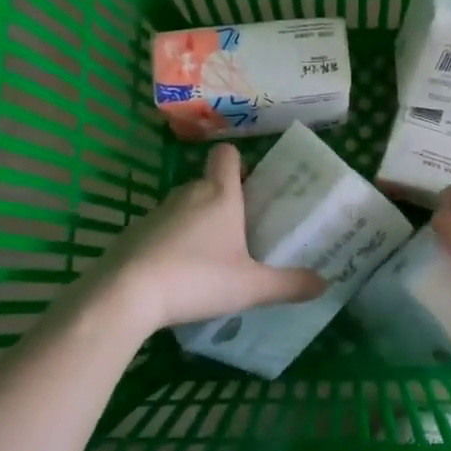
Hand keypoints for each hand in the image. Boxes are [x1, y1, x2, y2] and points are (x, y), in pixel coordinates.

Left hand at [83, 144, 325, 331]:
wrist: (126, 294)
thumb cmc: (198, 278)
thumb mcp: (252, 287)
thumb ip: (289, 284)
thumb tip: (324, 284)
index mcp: (220, 195)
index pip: (228, 156)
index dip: (240, 164)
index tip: (250, 185)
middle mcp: (187, 195)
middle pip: (207, 184)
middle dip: (223, 201)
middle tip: (240, 232)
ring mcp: (155, 214)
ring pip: (182, 209)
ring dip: (195, 225)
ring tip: (209, 259)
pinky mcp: (131, 236)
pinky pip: (159, 232)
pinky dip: (169, 246)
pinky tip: (176, 277)